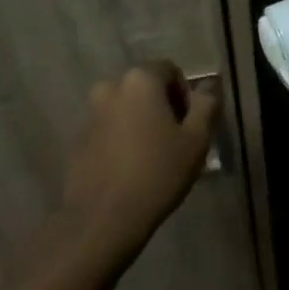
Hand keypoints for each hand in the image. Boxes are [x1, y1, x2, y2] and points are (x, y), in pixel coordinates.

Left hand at [61, 61, 216, 266]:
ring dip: (140, 123)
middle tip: (175, 141)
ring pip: (125, 109)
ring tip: (152, 158)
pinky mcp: (78, 141)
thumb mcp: (196, 139)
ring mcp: (90, 114)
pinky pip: (108, 130)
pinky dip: (121, 140)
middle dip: (162, 107)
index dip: (185, 94)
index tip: (190, 125)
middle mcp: (110, 88)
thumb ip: (206, 104)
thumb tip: (210, 85)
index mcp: (140, 80)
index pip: (170, 70)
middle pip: (145, 88)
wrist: (103, 219)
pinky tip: (130, 170)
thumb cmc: (157, 173)